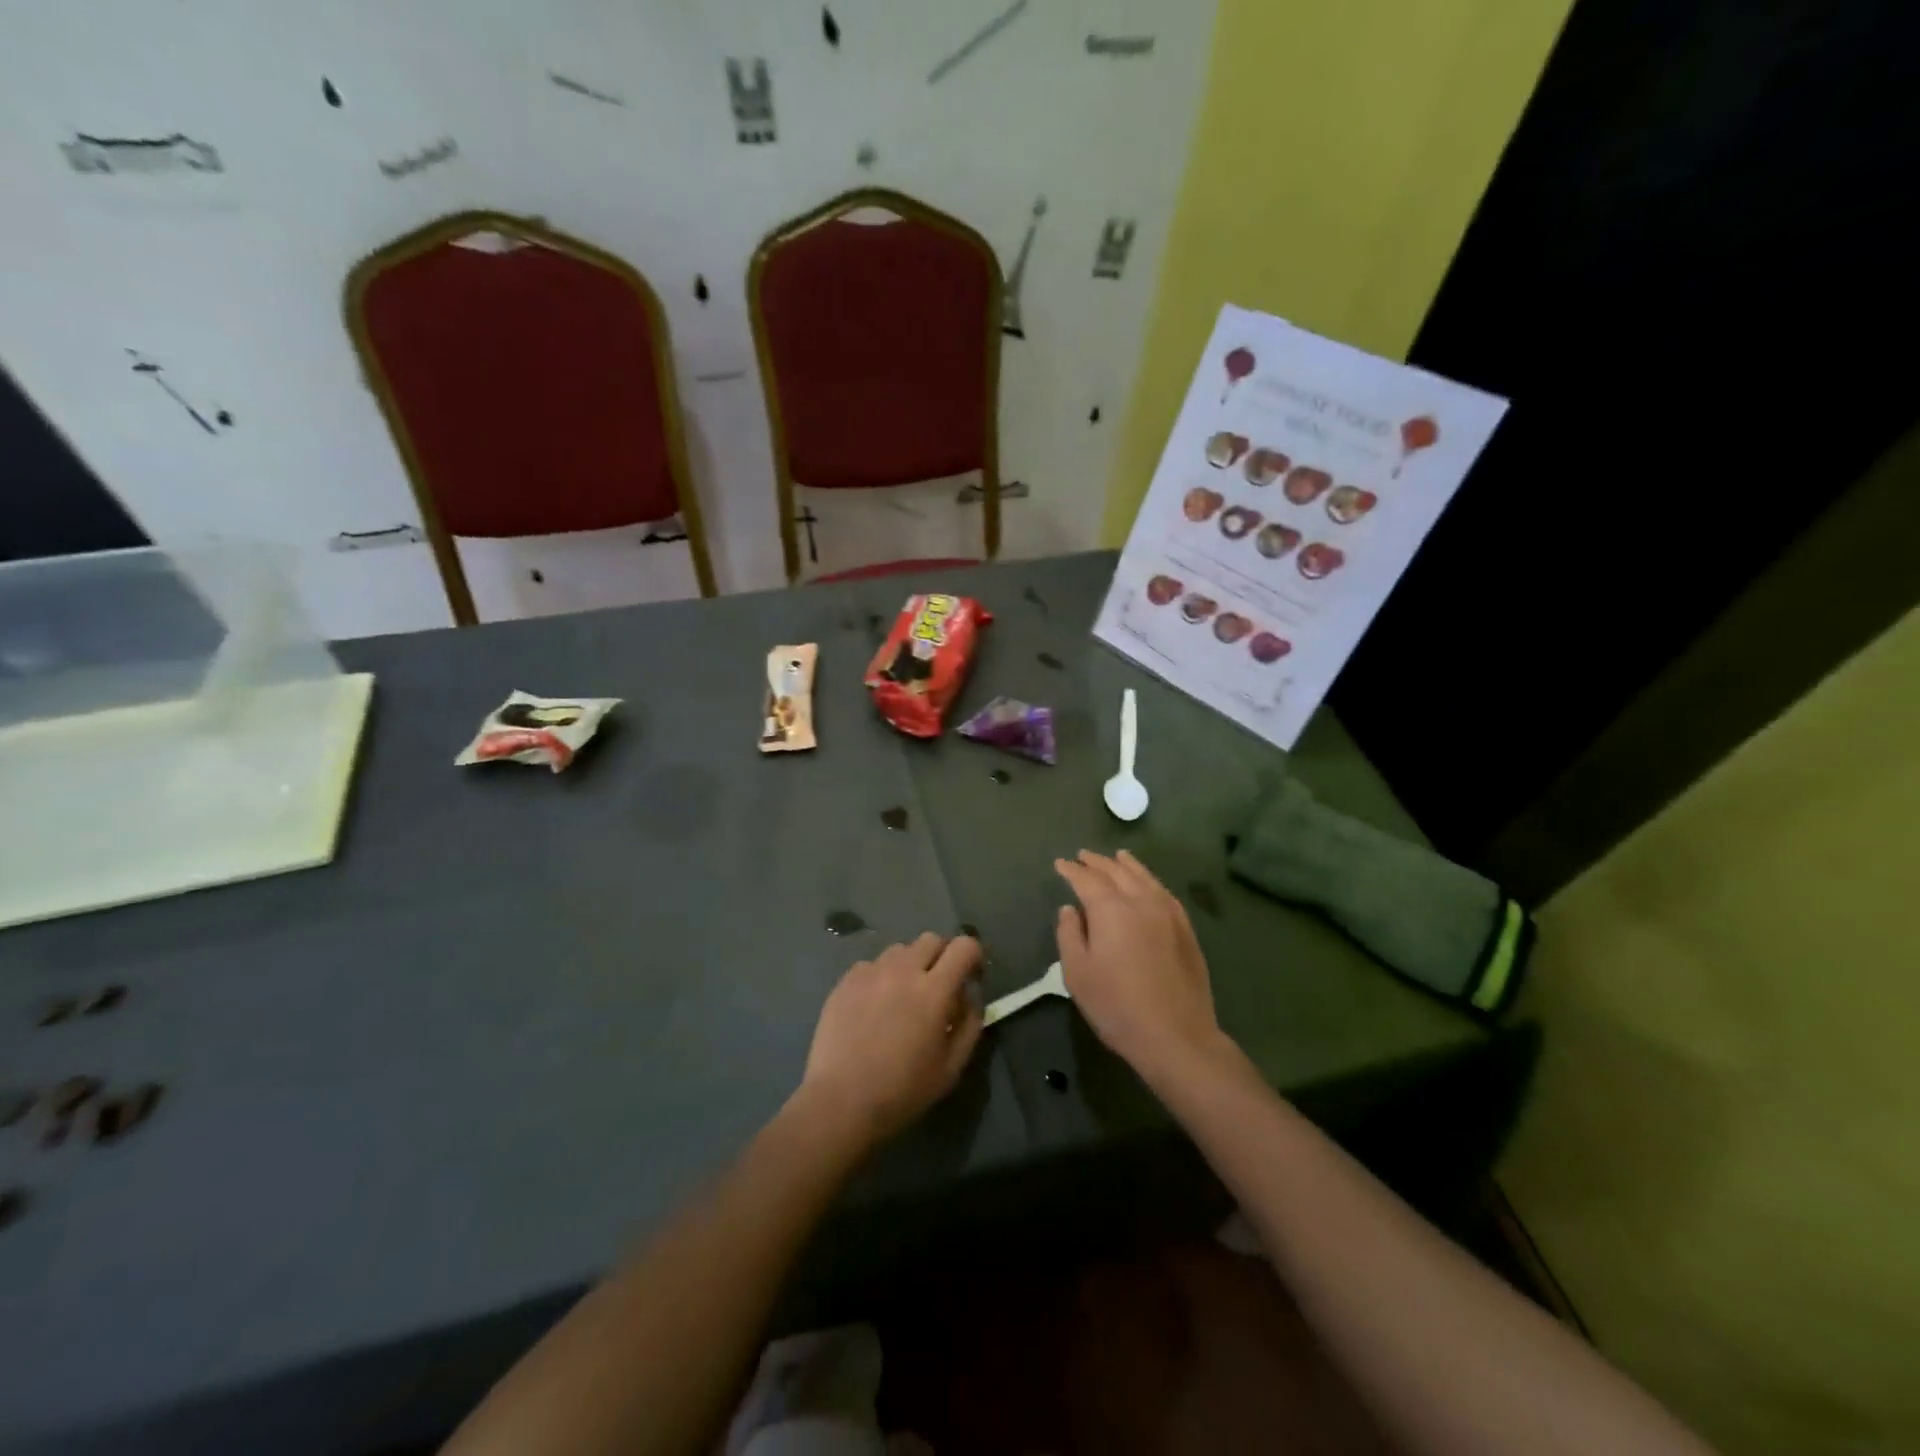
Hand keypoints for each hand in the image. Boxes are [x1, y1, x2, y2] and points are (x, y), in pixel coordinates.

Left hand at [799, 933, 983, 1147]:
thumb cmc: (903, 1090)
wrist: (841, 1101)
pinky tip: (874, 1005)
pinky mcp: (846, 980)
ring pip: (900, 950)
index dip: (973, 956)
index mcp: (934, 990)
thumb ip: (970, 1023)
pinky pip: (872, 965)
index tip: (971, 977)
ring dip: (910, 965)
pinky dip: (881, 976)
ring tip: (903, 995)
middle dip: (942, 956)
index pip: (964, 946)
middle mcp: (903, 970)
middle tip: (938, 986)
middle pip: (932, 939)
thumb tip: (970, 995)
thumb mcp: (952, 1067)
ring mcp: (871, 972)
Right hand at [1054, 850, 1224, 1083]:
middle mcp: (1141, 901)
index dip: (1072, 870)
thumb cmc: (1117, 1006)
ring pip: (1144, 877)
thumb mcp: (1078, 973)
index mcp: (1111, 909)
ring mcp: (1168, 913)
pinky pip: (1164, 892)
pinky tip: (1148, 883)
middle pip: (1117, 872)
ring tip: (1117, 856)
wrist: (1176, 1035)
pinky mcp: (1185, 928)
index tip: (1060, 864)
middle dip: (1097, 862)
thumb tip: (1070, 909)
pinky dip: (1150, 880)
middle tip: (1083, 856)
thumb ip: (1070, 934)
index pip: (1087, 880)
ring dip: (1127, 865)